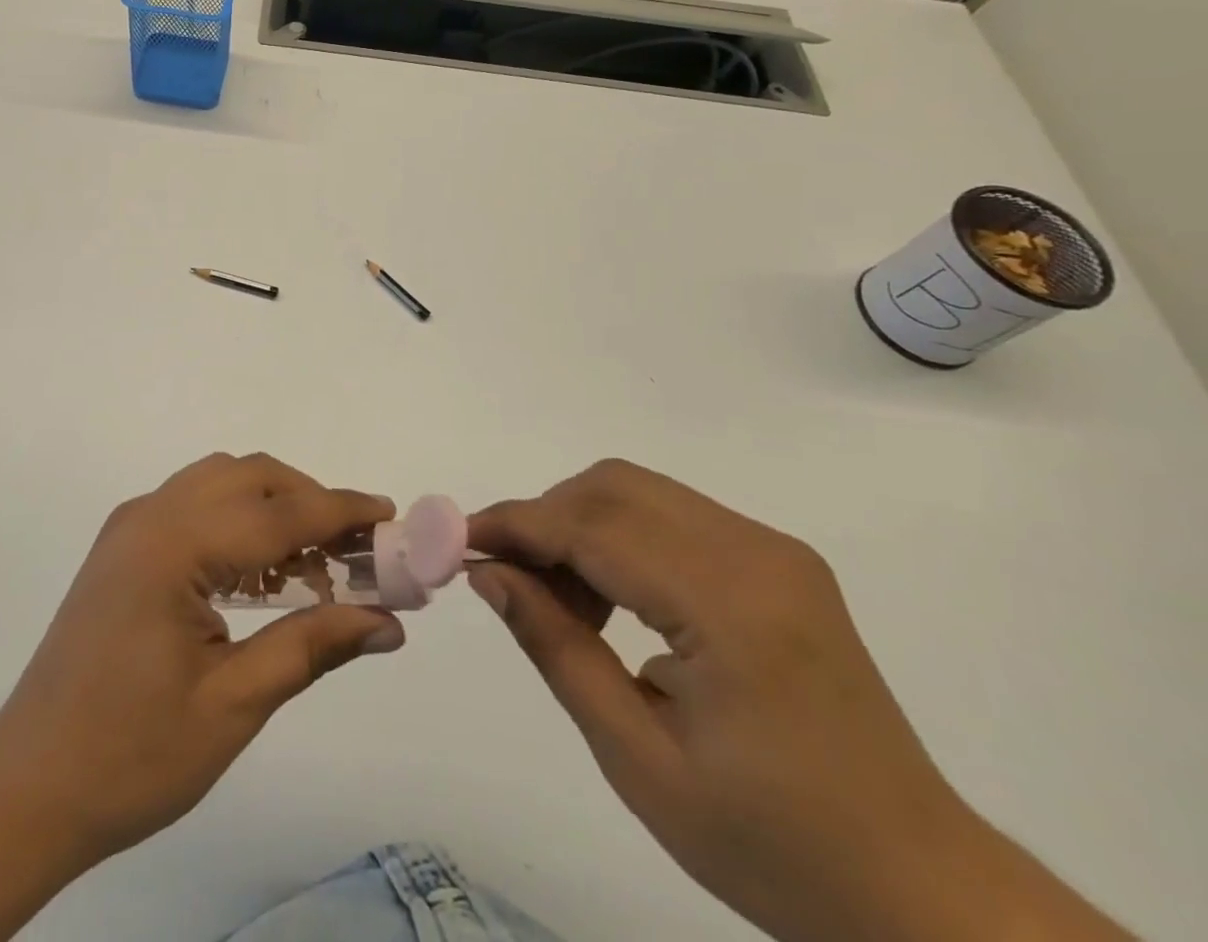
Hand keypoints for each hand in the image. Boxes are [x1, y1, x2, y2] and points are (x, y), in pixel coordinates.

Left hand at [0, 451, 403, 862]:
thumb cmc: (131, 755)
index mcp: (174, 545)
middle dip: (310, 502)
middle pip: (250, 478)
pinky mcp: (123, 546)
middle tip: (357, 551)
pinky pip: (194, 505)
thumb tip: (386, 622)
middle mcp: (150, 515)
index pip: (278, 513)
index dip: (341, 511)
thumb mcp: (233, 705)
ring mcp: (131, 526)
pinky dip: (238, 519)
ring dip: (274, 506)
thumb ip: (311, 647)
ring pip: (221, 482)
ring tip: (316, 563)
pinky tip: (262, 572)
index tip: (391, 516)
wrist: (28, 788)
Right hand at [468, 460, 1129, 941]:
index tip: (458, 541)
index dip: (516, 525)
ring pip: (638, 492)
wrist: (923, 894)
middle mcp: (757, 554)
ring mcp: (775, 551)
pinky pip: (672, 516)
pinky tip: (612, 599)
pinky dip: (619, 537)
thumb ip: (556, 648)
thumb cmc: (774, 846)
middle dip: (544, 518)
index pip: (593, 528)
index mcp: (731, 608)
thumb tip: (489, 573)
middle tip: (508, 578)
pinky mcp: (779, 561)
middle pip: (614, 487)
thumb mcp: (640, 761)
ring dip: (579, 525)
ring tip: (563, 603)